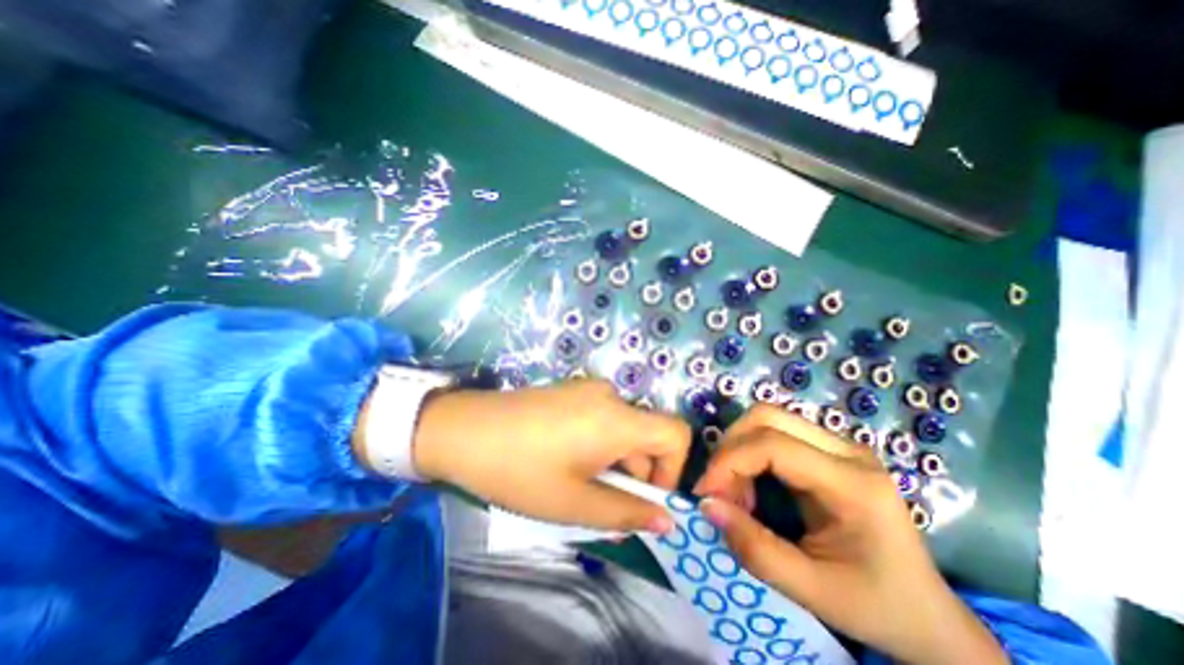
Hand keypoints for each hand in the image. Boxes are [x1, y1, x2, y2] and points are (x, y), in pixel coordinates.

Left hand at [413, 380, 691, 535]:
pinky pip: (602, 418)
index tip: (646, 498)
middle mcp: (610, 396)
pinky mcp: (571, 391)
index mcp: (617, 418)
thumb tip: (667, 521)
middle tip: (604, 501)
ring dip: (616, 460)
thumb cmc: (520, 469)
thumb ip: (626, 513)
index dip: (673, 470)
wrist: (463, 430)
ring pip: (623, 428)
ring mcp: (588, 389)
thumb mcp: (574, 503)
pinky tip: (566, 459)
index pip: (676, 433)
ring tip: (580, 483)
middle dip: (637, 472)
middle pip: (647, 434)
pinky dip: (600, 443)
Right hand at [696, 405, 1006, 664]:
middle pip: (767, 416)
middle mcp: (847, 450)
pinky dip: (750, 453)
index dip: (729, 461)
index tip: (705, 492)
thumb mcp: (813, 592)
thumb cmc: (878, 607)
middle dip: (730, 447)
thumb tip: (706, 504)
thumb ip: (755, 549)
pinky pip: (774, 433)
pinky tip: (750, 485)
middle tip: (718, 488)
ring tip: (734, 490)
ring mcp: (839, 445)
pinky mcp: (828, 449)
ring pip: (768, 418)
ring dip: (738, 448)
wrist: (929, 615)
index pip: (773, 445)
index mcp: (853, 483)